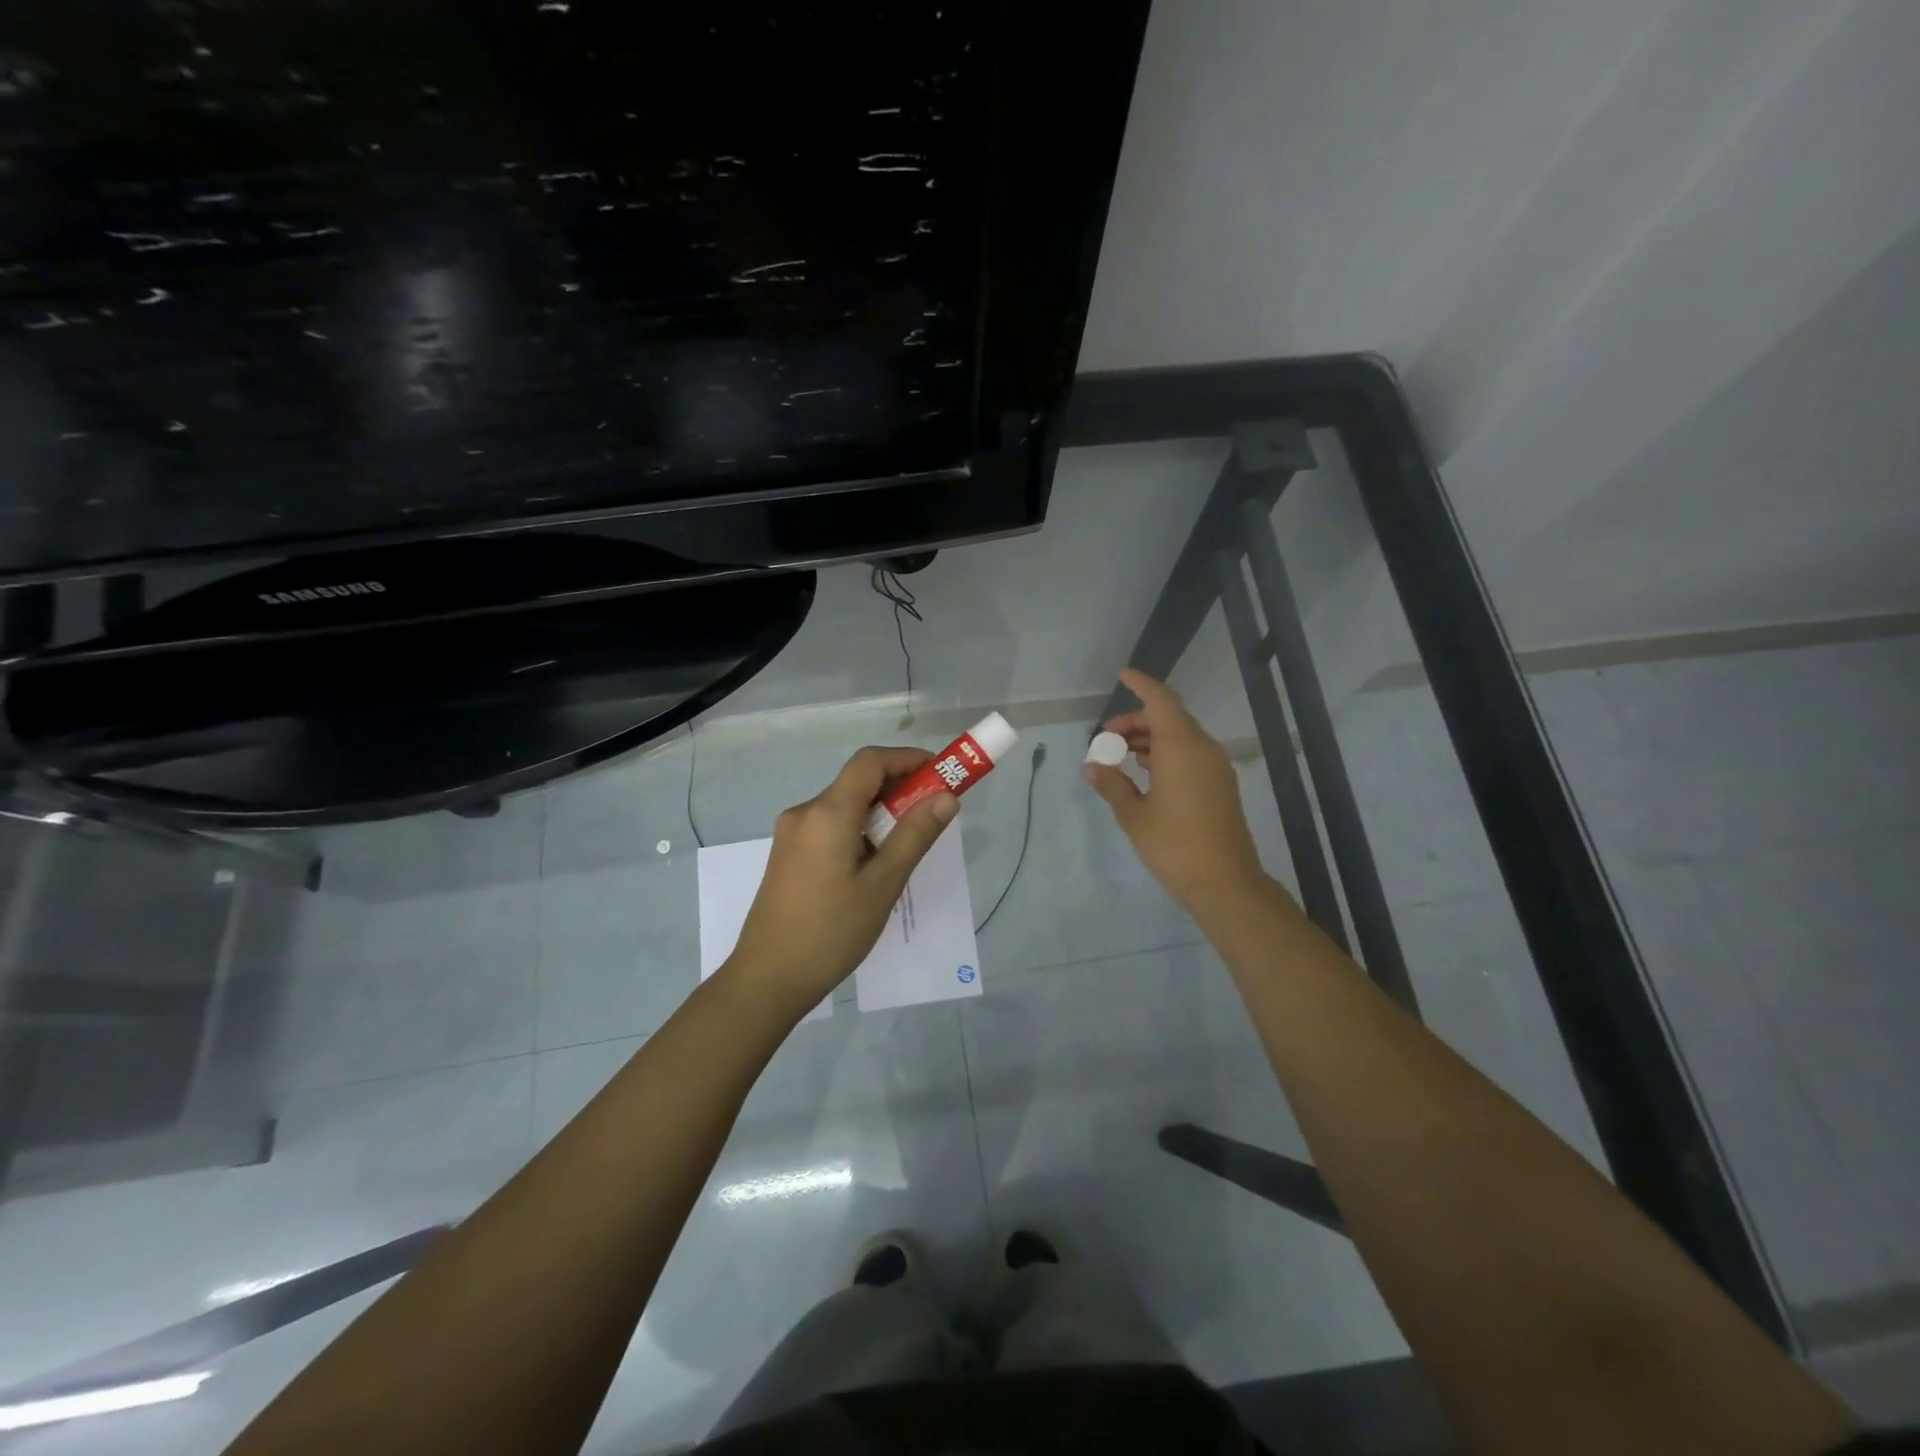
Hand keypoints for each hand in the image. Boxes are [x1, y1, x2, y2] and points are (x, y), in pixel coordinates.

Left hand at [726, 746, 959, 1014]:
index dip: (908, 759)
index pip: (871, 761)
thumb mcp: (882, 884)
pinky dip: (859, 830)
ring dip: (880, 813)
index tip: (941, 775)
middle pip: (857, 782)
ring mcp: (792, 834)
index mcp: (827, 813)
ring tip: (909, 846)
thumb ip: (915, 836)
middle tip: (934, 813)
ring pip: (844, 806)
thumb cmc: (830, 932)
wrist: (767, 979)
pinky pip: (830, 826)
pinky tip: (875, 865)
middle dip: (900, 788)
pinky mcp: (788, 854)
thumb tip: (946, 797)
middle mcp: (805, 813)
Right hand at [1085, 669, 1270, 915]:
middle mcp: (1202, 749)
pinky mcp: (1220, 785)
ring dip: (1150, 738)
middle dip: (1137, 721)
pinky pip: (1190, 754)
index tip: (1123, 675)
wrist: (1225, 882)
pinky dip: (1166, 753)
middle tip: (1106, 738)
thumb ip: (1112, 785)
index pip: (1161, 701)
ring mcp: (1216, 767)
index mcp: (1181, 748)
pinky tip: (1145, 772)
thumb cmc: (1174, 846)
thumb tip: (1093, 767)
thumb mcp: (1134, 816)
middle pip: (1169, 718)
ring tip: (1120, 756)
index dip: (1142, 685)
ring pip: (1181, 736)